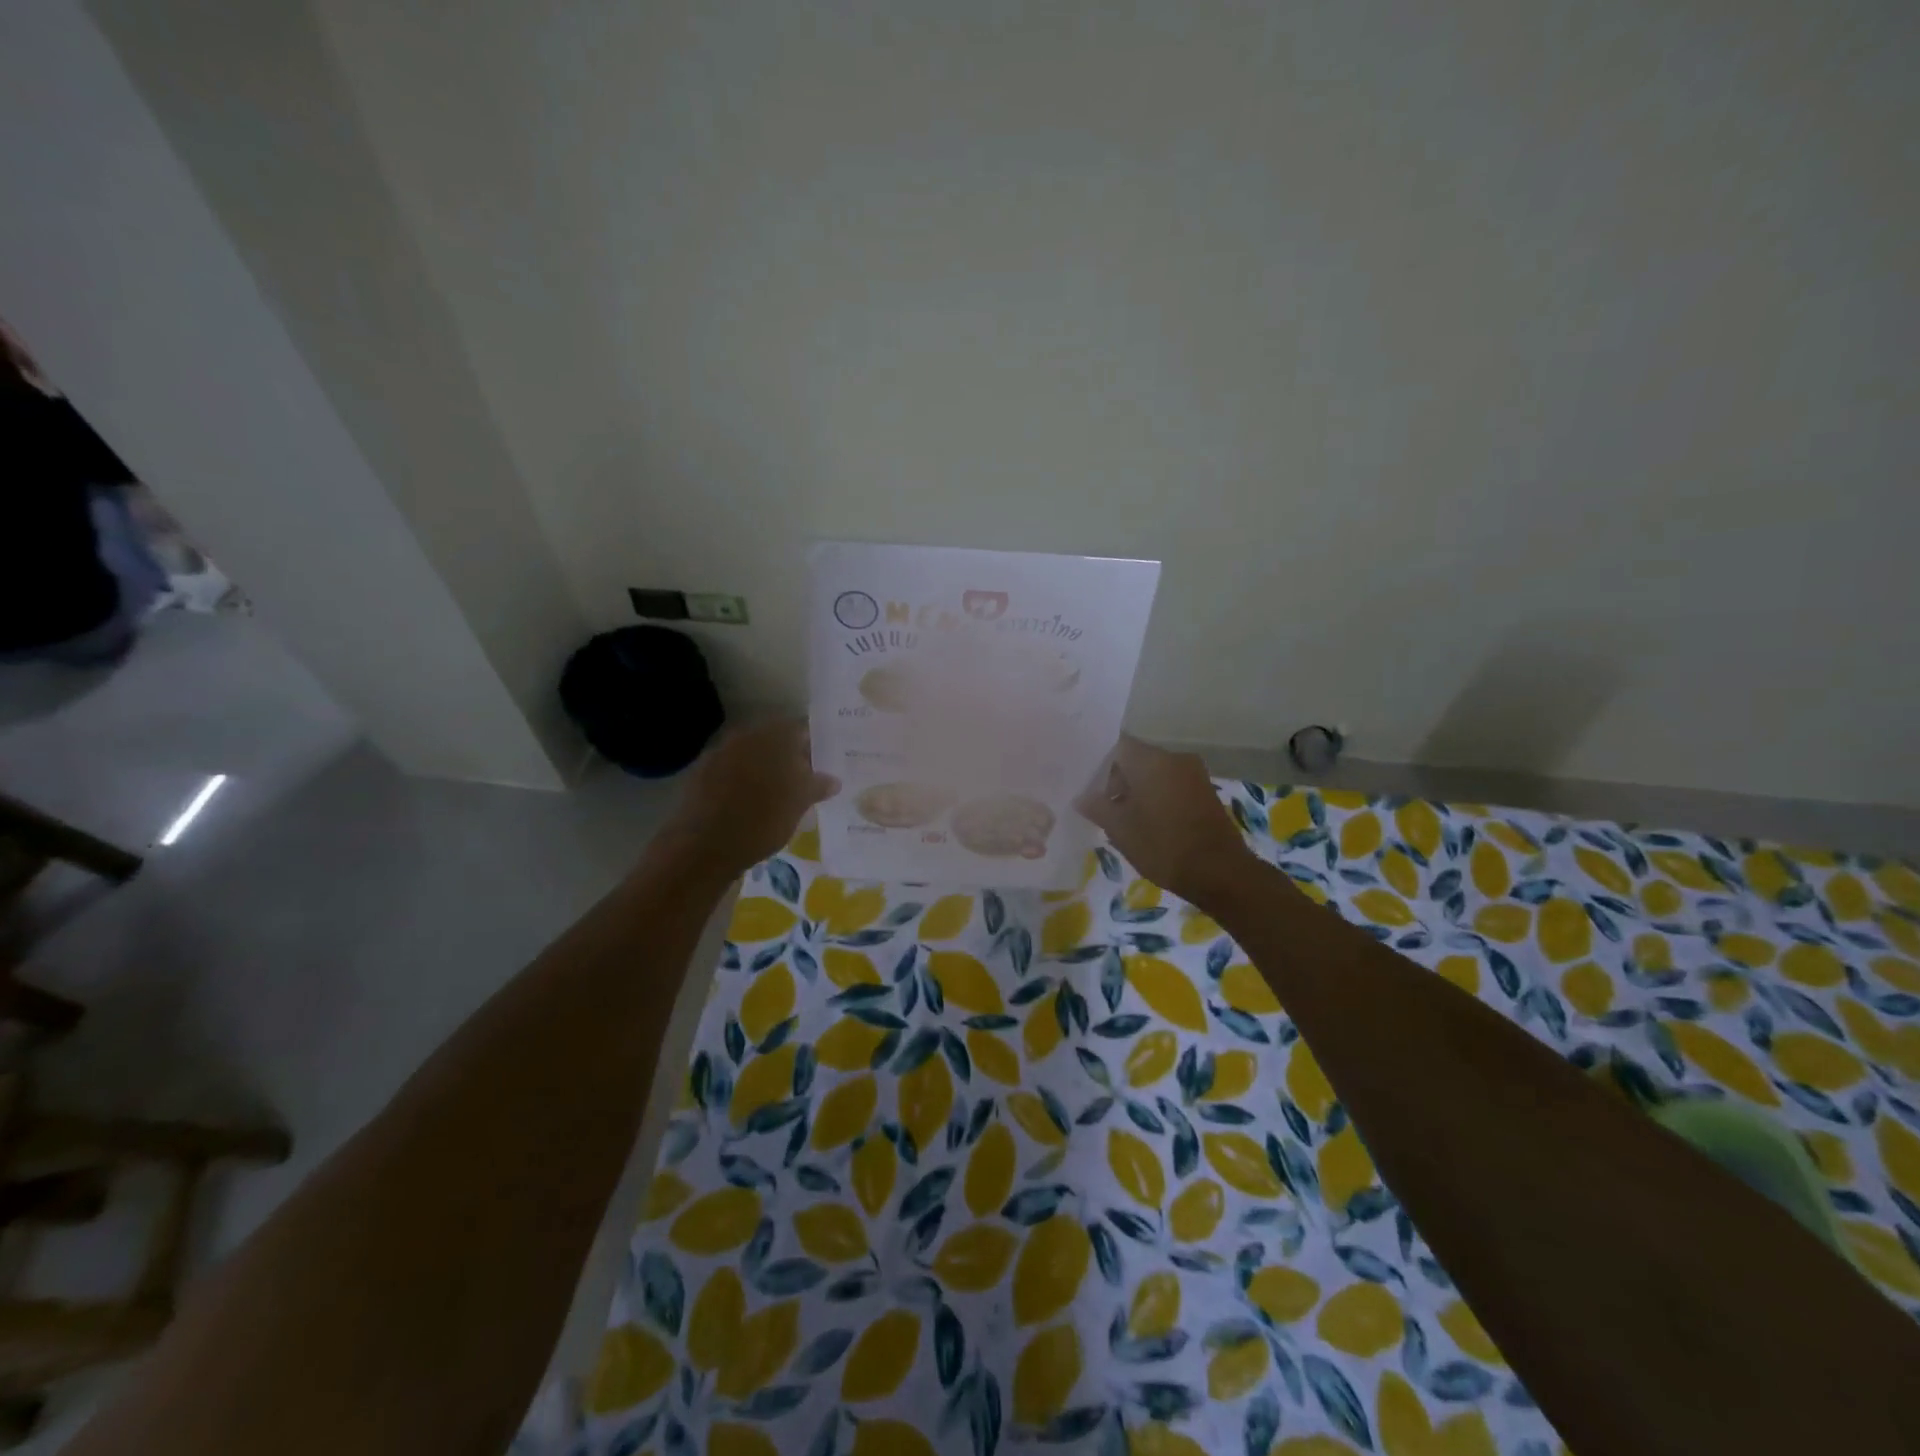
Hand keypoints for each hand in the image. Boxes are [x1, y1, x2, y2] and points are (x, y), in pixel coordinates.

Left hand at [668, 718, 839, 878]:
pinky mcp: (702, 773)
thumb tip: (833, 779)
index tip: (824, 764)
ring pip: (753, 756)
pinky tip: (751, 803)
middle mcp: (746, 735)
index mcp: (774, 736)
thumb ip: (818, 785)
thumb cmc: (762, 820)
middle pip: (776, 741)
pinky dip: (744, 781)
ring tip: (780, 795)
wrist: (705, 846)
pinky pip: (732, 771)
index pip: (801, 730)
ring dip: (767, 770)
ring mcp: (720, 753)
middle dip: (790, 758)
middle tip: (805, 780)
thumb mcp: (800, 804)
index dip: (815, 746)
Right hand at [1073, 735, 1264, 910]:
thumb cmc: (1163, 846)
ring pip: (1154, 773)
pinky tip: (1148, 822)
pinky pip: (1171, 784)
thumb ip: (1097, 806)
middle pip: (1136, 758)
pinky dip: (1156, 797)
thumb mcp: (1120, 829)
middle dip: (1117, 780)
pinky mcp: (1205, 791)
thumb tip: (1082, 796)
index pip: (1115, 747)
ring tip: (1123, 819)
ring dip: (1137, 790)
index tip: (1087, 787)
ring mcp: (1193, 773)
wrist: (1220, 872)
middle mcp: (1174, 757)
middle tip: (1102, 807)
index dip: (1098, 765)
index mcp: (1151, 760)